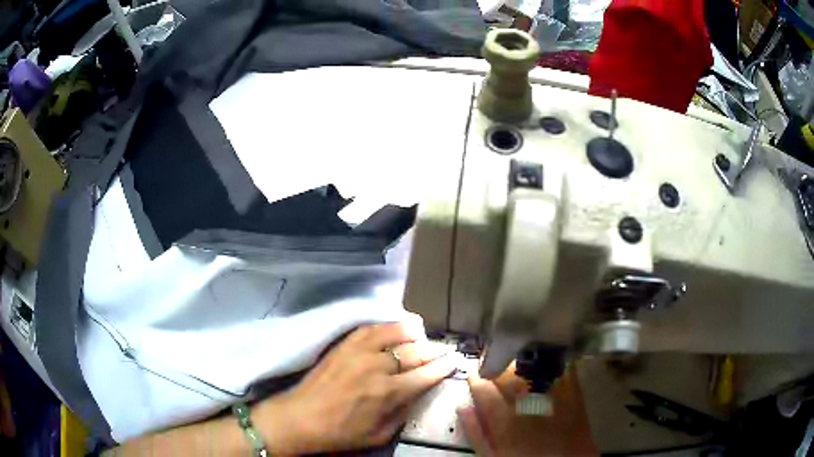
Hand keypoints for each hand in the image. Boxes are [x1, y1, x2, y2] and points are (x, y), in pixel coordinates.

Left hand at [254, 320, 457, 453]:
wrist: (300, 418)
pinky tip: (394, 327)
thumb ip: (402, 413)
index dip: (443, 367)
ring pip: (394, 333)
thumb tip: (416, 394)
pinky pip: (370, 328)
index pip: (425, 375)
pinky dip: (387, 325)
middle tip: (441, 351)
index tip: (454, 361)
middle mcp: (377, 367)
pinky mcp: (343, 344)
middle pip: (414, 352)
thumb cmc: (340, 433)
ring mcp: (358, 351)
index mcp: (388, 393)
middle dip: (432, 351)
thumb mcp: (379, 435)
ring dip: (412, 333)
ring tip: (421, 335)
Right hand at [457, 363, 597, 456]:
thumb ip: (476, 432)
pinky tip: (542, 365)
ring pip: (532, 363)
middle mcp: (528, 399)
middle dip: (497, 368)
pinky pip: (558, 365)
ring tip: (517, 369)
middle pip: (507, 370)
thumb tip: (464, 406)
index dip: (476, 379)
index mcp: (505, 417)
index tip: (475, 379)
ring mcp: (553, 391)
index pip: (483, 386)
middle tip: (496, 373)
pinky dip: (548, 361)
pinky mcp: (573, 388)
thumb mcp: (493, 454)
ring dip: (520, 363)